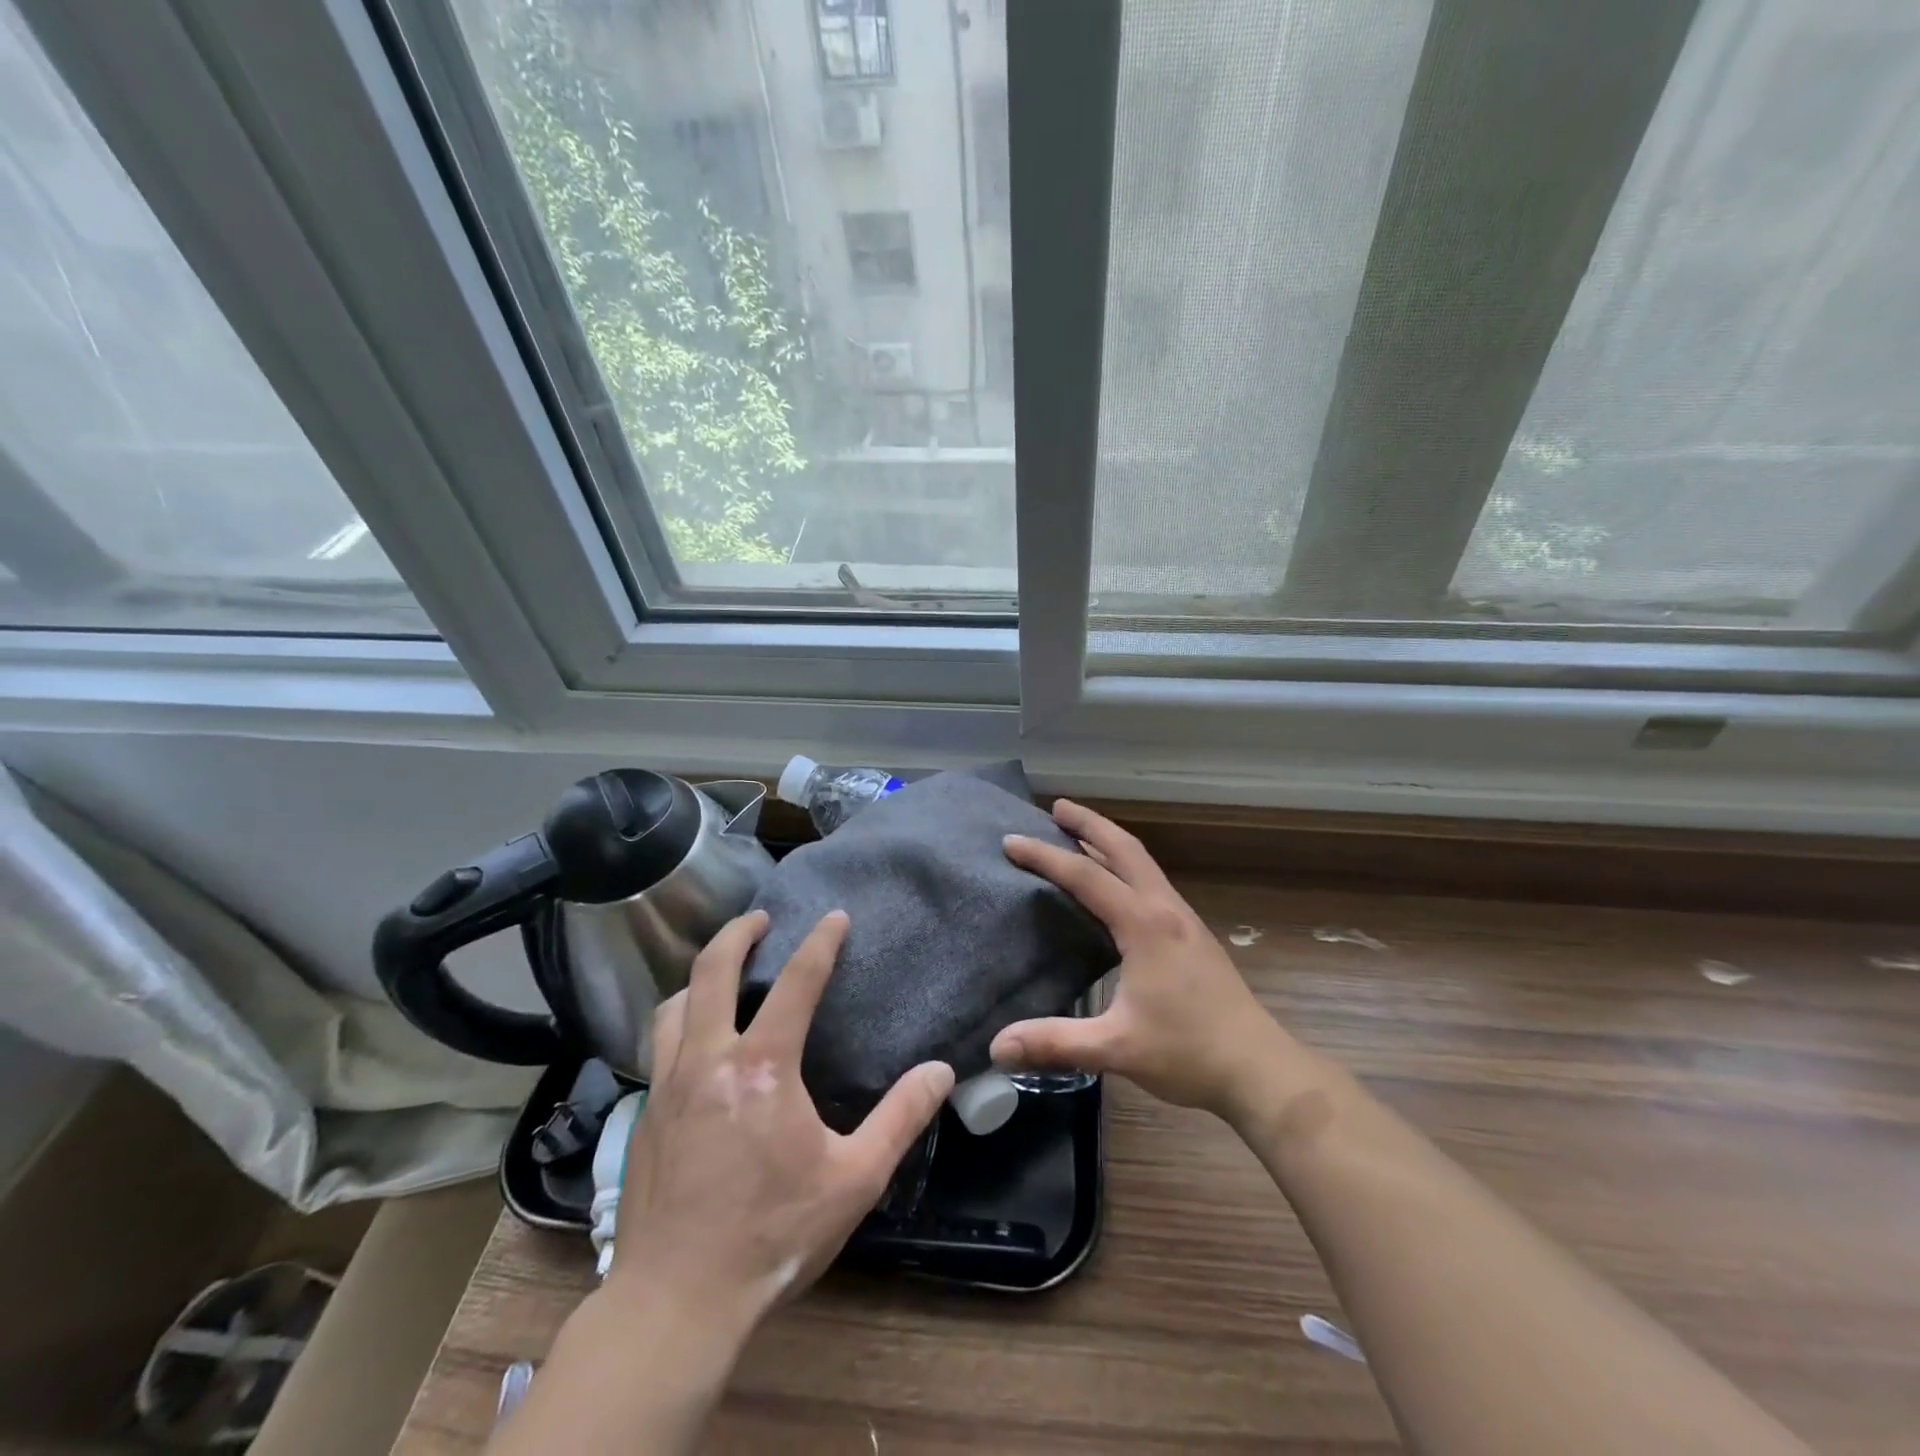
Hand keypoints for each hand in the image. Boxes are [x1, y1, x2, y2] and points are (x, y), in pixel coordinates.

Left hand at [610, 909, 954, 1330]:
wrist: (675, 1303)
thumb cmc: (772, 1236)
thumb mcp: (854, 1180)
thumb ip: (901, 1119)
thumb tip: (941, 1071)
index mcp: (763, 1066)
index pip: (796, 981)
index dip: (820, 942)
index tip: (835, 917)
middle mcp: (708, 1059)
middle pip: (712, 970)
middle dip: (737, 932)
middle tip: (760, 918)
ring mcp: (669, 1085)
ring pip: (674, 1004)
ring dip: (700, 975)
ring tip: (722, 971)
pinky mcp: (646, 1115)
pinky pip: (660, 1045)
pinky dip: (680, 1020)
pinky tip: (695, 1040)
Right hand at [991, 800, 1289, 1123]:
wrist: (1259, 1069)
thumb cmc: (1189, 1053)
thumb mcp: (1116, 1048)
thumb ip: (1056, 1042)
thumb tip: (998, 1046)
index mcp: (1145, 925)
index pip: (1086, 877)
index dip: (1045, 856)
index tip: (1011, 842)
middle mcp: (1165, 910)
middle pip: (1124, 849)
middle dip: (1089, 823)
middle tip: (1055, 806)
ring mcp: (1184, 920)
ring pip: (1143, 863)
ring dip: (1110, 842)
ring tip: (1079, 835)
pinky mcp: (1192, 936)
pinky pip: (1151, 882)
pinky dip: (1125, 866)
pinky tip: (1116, 886)